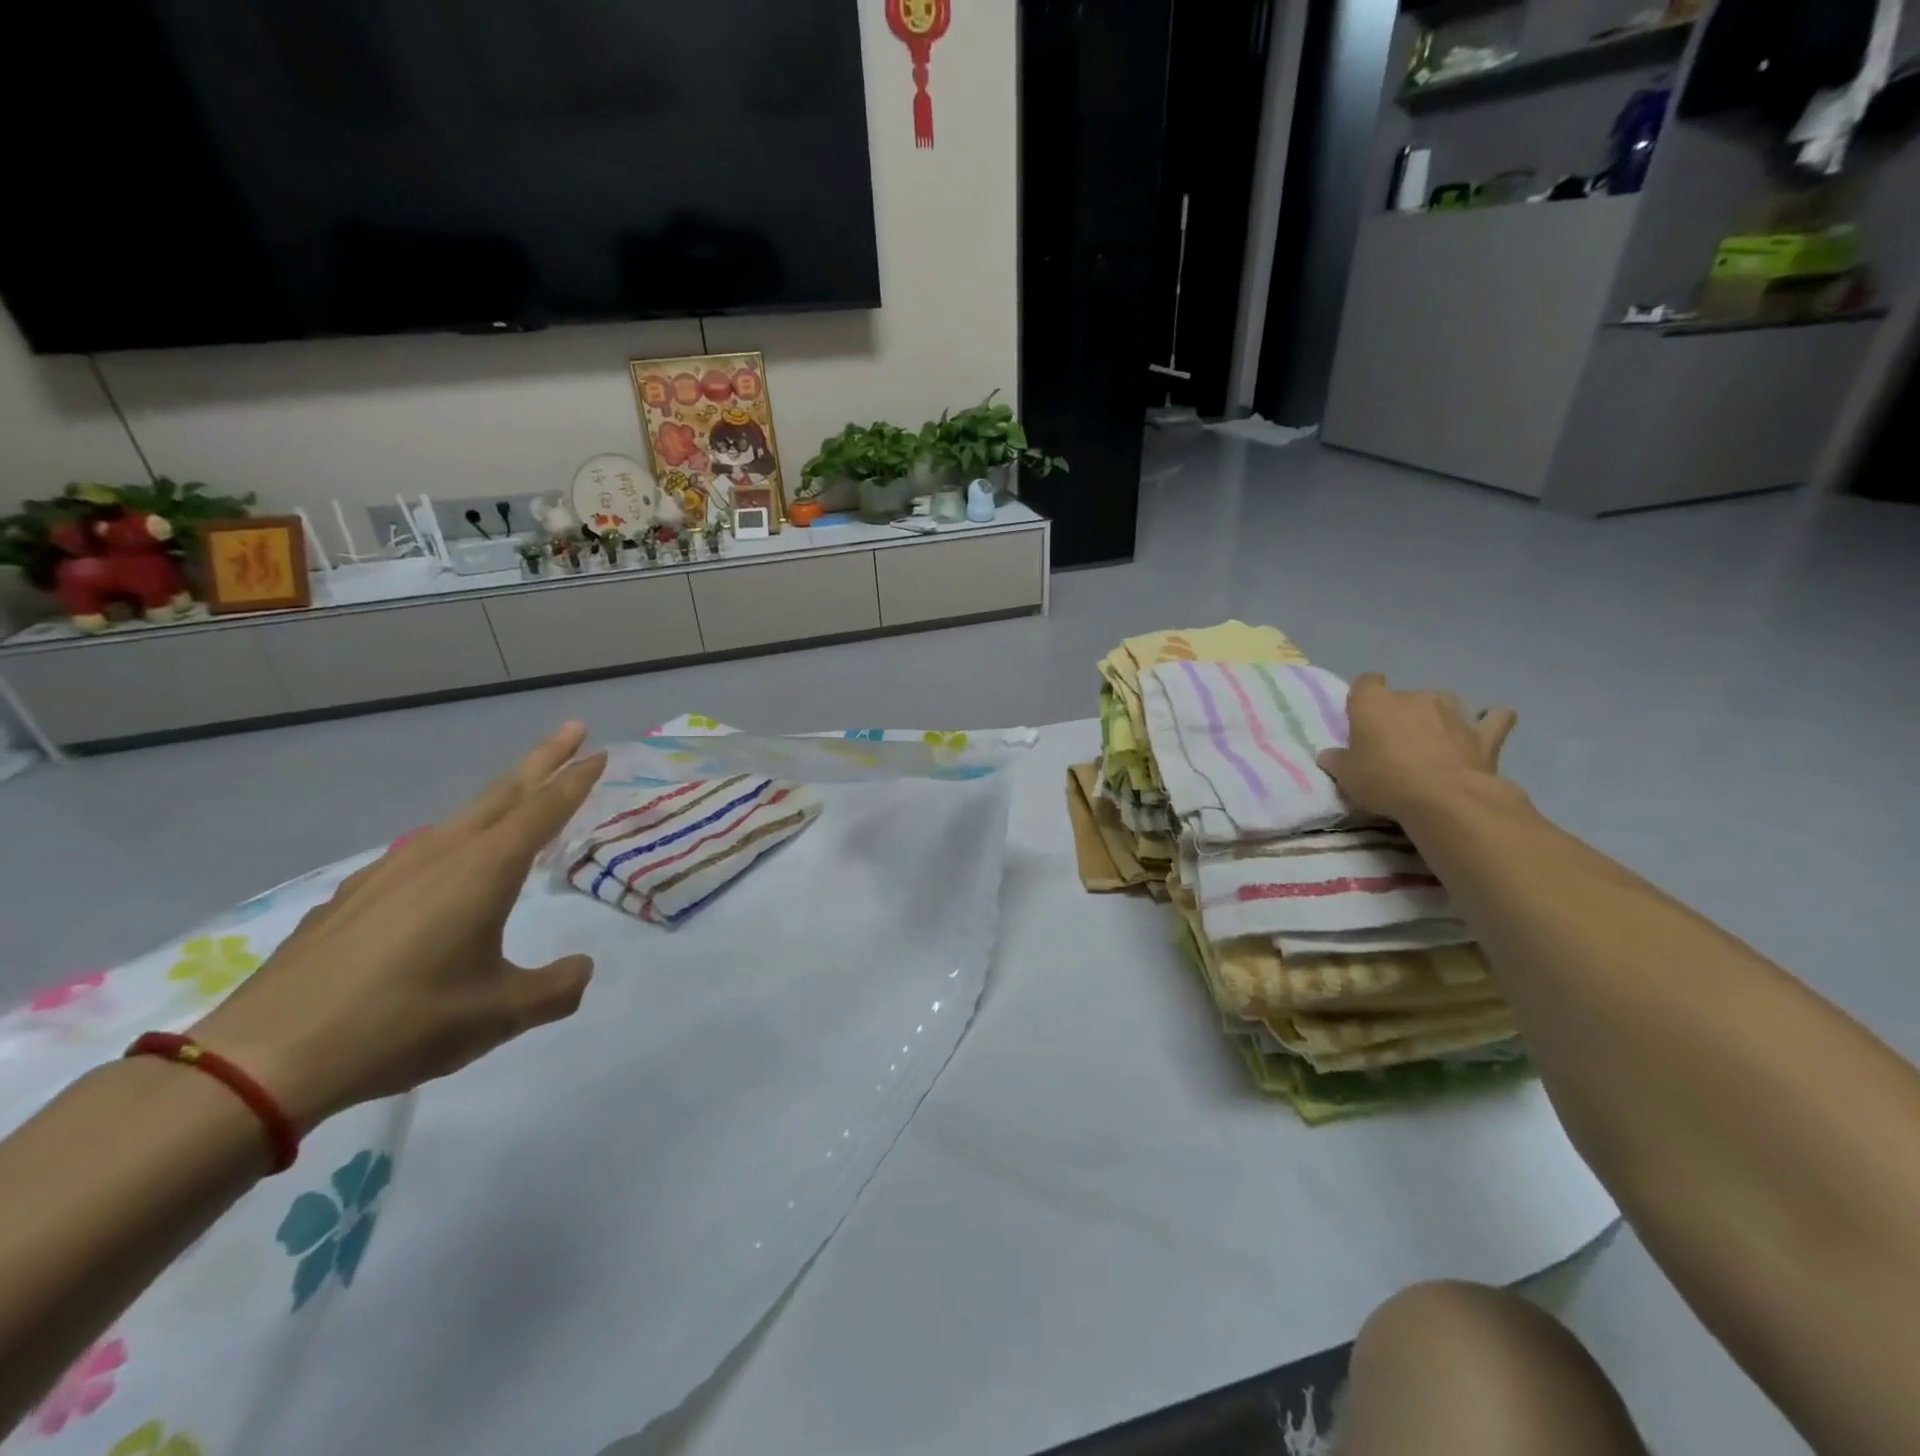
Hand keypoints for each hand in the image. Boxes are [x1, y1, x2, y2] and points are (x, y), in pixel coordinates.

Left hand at [190, 724, 606, 1132]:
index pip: (543, 810)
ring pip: (459, 818)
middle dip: (543, 758)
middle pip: (503, 792)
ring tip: (519, 801)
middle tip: (573, 729)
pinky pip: (420, 850)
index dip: (575, 780)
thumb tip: (582, 970)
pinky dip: (453, 841)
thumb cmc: (404, 1023)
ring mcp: (389, 870)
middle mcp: (440, 855)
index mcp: (484, 871)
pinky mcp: (352, 895)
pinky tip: (444, 871)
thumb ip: (556, 988)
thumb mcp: (501, 1013)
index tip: (600, 752)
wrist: (266, 1058)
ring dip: (498, 800)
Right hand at [1317, 674, 1517, 820]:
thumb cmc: (1383, 781)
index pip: (1366, 682)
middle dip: (1401, 714)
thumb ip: (1338, 761)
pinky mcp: (1484, 733)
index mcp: (1374, 703)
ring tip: (1435, 740)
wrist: (1443, 799)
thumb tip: (1331, 755)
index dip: (1364, 695)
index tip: (1362, 714)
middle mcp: (1414, 697)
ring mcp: (1453, 712)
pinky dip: (1490, 721)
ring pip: (1444, 703)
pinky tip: (1485, 729)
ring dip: (1439, 716)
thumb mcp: (1346, 777)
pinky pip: (1493, 718)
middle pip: (1405, 696)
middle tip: (1395, 743)